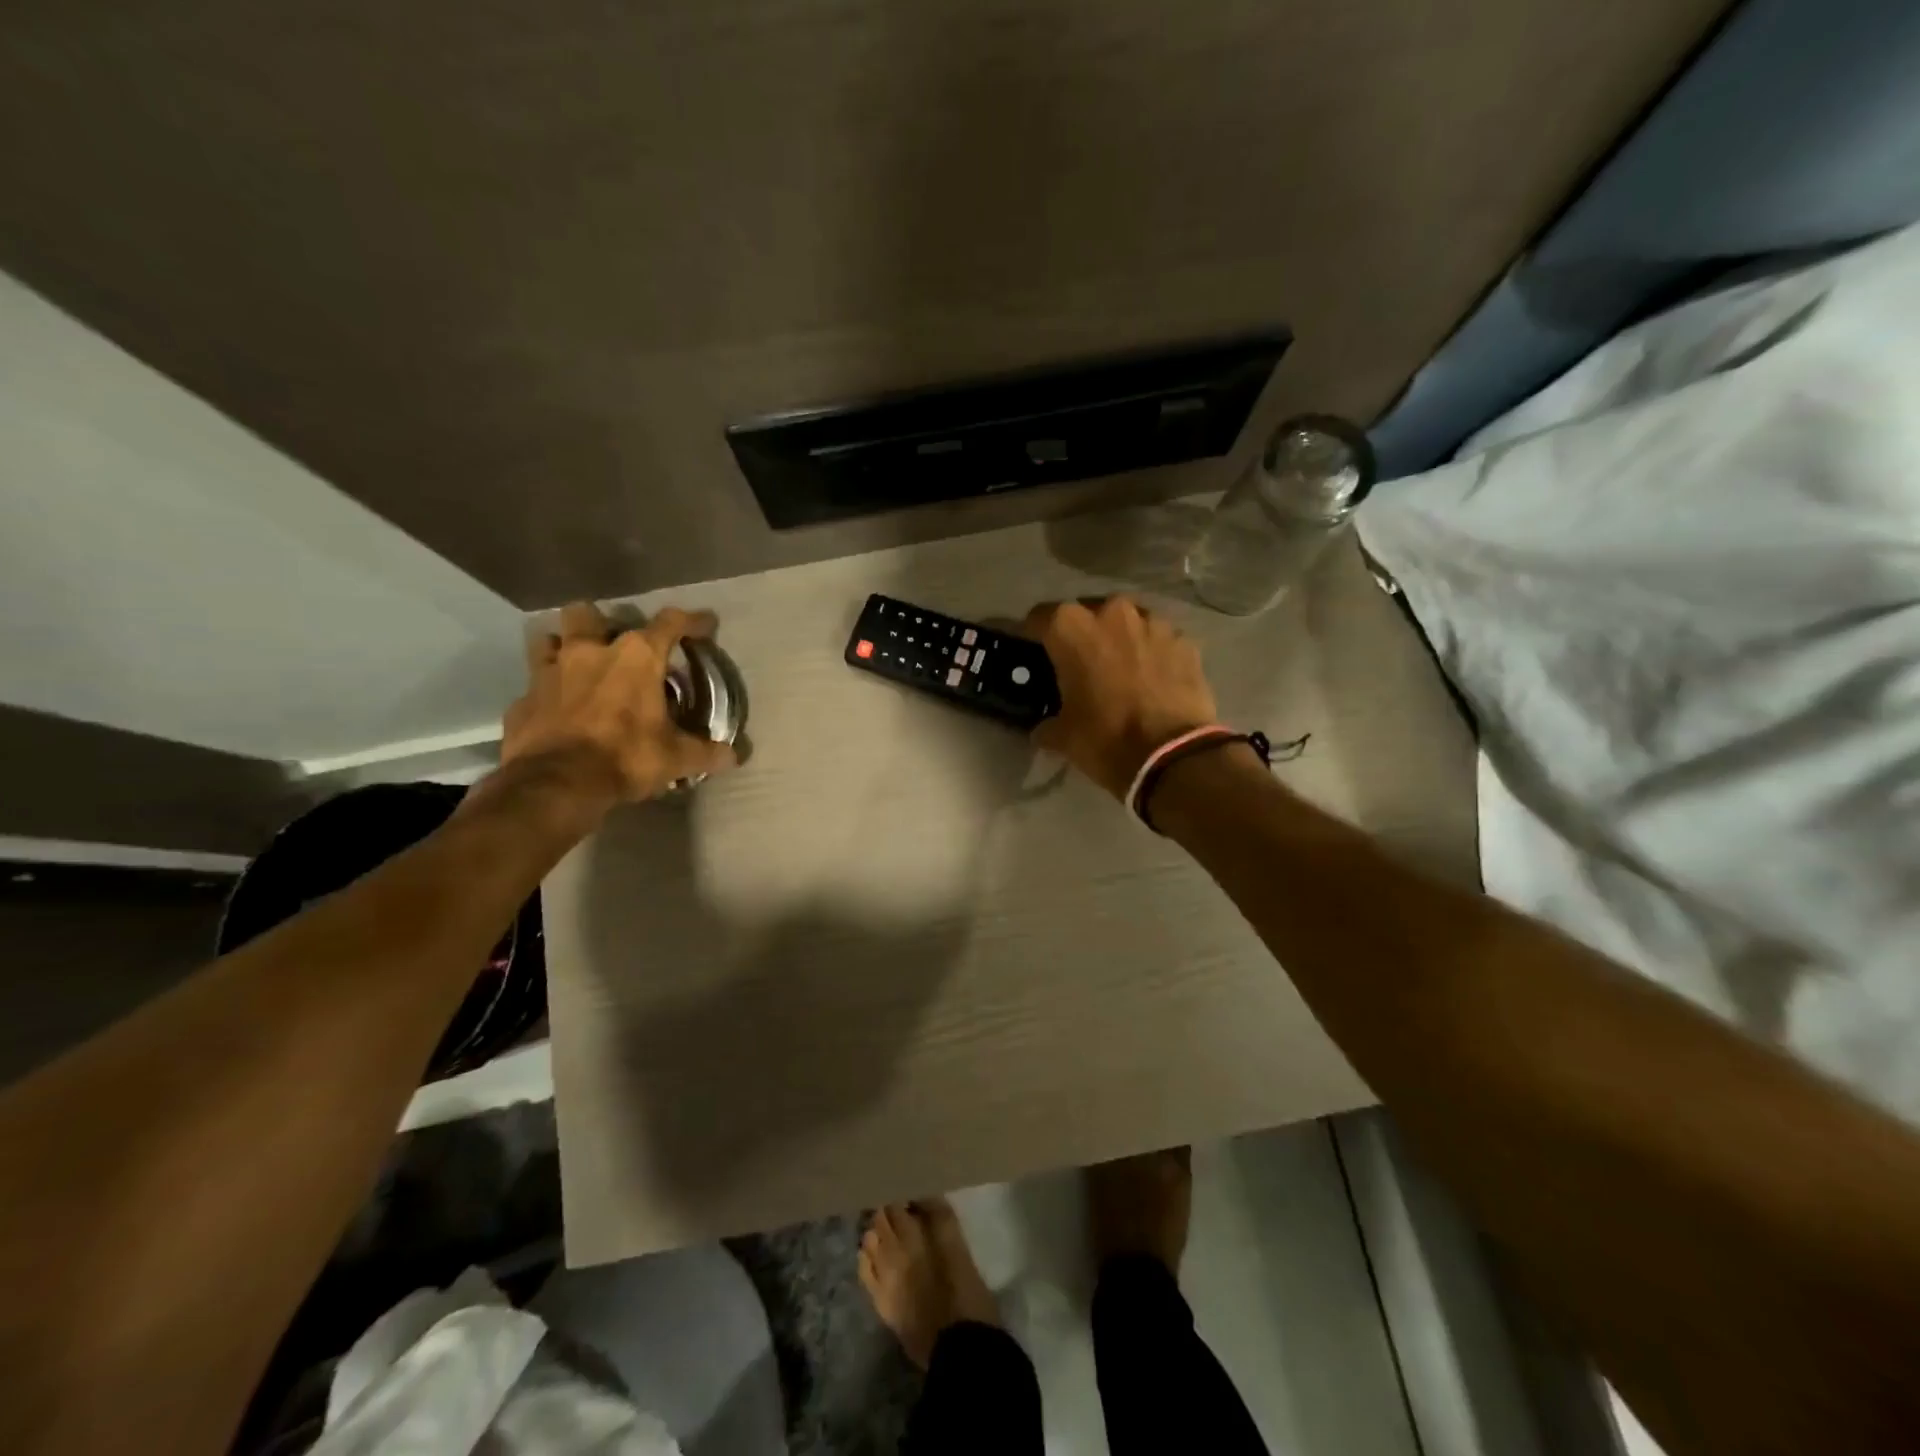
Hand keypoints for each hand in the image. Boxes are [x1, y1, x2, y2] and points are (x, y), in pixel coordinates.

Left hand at [500, 601, 737, 810]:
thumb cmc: (625, 757)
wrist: (555, 785)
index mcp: (635, 658)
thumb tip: (734, 756)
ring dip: (564, 647)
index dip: (692, 621)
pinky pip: (534, 687)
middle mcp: (588, 652)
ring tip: (580, 668)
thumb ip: (705, 752)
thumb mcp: (676, 758)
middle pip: (587, 613)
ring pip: (549, 639)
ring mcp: (548, 673)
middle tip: (616, 645)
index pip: (670, 623)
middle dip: (601, 622)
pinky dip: (547, 694)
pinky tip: (558, 711)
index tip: (705, 623)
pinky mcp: (522, 700)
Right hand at [1022, 596, 1217, 799]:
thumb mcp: (1062, 737)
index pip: (1040, 617)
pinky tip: (1152, 679)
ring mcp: (1153, 623)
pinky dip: (1152, 653)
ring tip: (1120, 668)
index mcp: (1071, 628)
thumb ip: (1047, 724)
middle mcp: (1111, 613)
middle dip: (1082, 634)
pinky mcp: (1185, 641)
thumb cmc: (1106, 739)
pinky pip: (1159, 640)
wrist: (1174, 756)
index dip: (1033, 634)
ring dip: (1120, 639)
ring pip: (1127, 622)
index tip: (1035, 651)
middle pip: (1087, 613)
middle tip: (1080, 663)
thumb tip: (1042, 729)